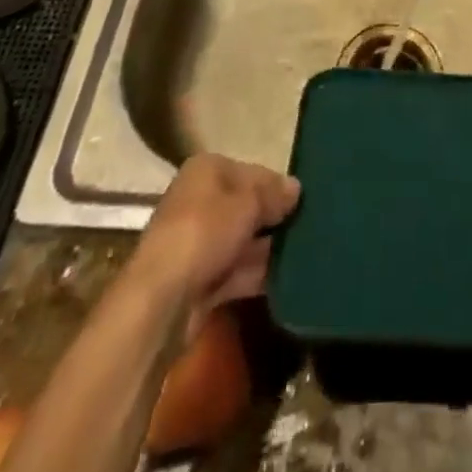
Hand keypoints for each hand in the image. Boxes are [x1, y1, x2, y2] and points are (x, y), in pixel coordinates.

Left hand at [127, 154, 300, 338]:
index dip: (277, 186)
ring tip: (306, 254)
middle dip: (274, 218)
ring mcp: (198, 242)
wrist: (161, 301)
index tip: (304, 201)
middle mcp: (199, 200)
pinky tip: (288, 279)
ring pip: (242, 240)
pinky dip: (257, 274)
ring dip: (269, 248)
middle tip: (310, 227)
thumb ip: (274, 194)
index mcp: (207, 170)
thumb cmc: (204, 232)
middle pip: (246, 205)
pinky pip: (236, 271)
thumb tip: (296, 187)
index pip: (252, 171)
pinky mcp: (199, 280)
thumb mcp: (248, 203)